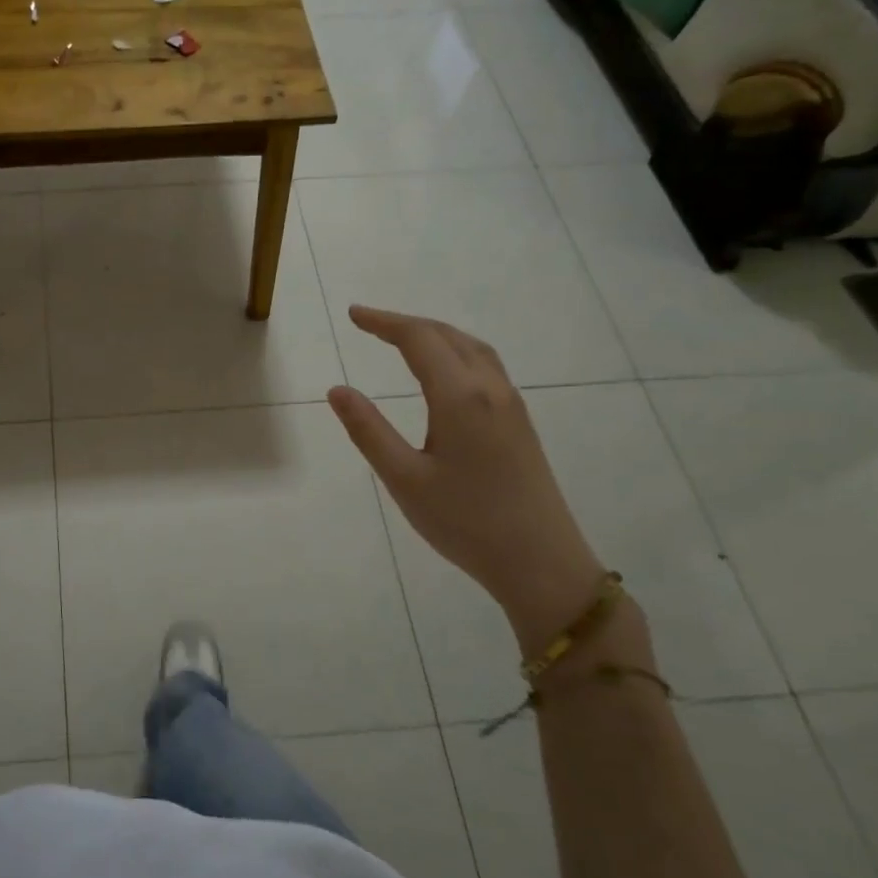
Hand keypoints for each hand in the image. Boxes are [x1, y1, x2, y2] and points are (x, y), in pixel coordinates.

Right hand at [327, 306, 604, 653]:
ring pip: (471, 348)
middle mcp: (490, 389)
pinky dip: (455, 351)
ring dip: (434, 334)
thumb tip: (337, 390)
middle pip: (447, 336)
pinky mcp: (519, 422)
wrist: (541, 562)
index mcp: (460, 398)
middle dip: (406, 323)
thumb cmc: (465, 522)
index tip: (353, 314)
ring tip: (401, 338)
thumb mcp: (404, 479)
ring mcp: (511, 404)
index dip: (384, 322)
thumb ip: (368, 430)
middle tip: (367, 323)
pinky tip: (443, 370)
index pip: (419, 340)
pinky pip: (485, 366)